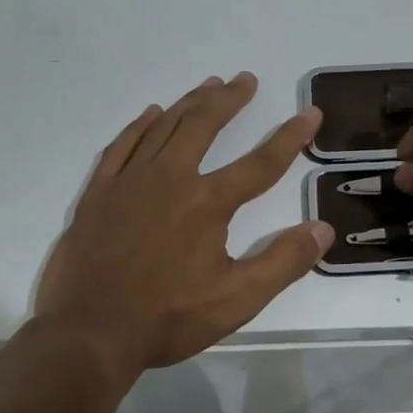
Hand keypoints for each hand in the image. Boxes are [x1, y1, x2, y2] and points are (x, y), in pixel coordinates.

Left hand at [37, 72, 331, 376]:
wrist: (88, 333)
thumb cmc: (167, 318)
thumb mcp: (237, 299)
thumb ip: (284, 262)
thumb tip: (323, 228)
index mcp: (208, 203)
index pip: (261, 163)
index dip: (290, 137)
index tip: (310, 113)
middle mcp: (170, 179)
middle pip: (204, 125)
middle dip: (229, 100)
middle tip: (245, 80)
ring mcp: (129, 182)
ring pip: (164, 127)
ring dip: (190, 103)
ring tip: (209, 85)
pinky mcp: (98, 193)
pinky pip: (122, 146)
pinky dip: (139, 126)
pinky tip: (150, 114)